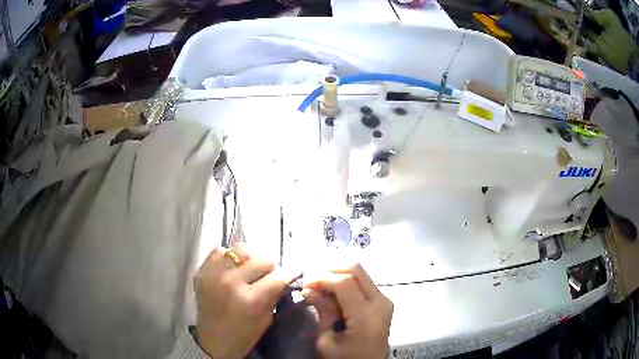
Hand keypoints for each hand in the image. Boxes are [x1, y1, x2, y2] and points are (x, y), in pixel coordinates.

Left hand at [194, 244, 299, 358]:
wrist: (212, 340)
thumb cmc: (243, 335)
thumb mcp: (265, 319)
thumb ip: (274, 295)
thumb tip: (285, 277)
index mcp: (249, 300)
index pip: (277, 276)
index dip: (290, 273)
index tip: (294, 272)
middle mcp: (230, 282)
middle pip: (261, 259)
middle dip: (271, 267)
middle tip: (270, 274)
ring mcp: (213, 274)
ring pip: (240, 249)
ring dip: (250, 258)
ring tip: (250, 268)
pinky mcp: (202, 271)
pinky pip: (219, 251)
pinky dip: (230, 256)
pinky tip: (233, 267)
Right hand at [302, 263, 393, 358]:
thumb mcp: (327, 341)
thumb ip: (322, 312)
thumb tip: (308, 289)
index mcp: (366, 316)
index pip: (345, 283)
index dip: (322, 278)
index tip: (305, 283)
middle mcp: (381, 302)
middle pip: (356, 268)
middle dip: (330, 269)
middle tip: (313, 281)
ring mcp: (385, 299)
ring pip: (360, 272)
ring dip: (338, 273)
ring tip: (320, 286)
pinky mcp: (383, 301)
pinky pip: (363, 281)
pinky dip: (345, 280)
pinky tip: (332, 291)